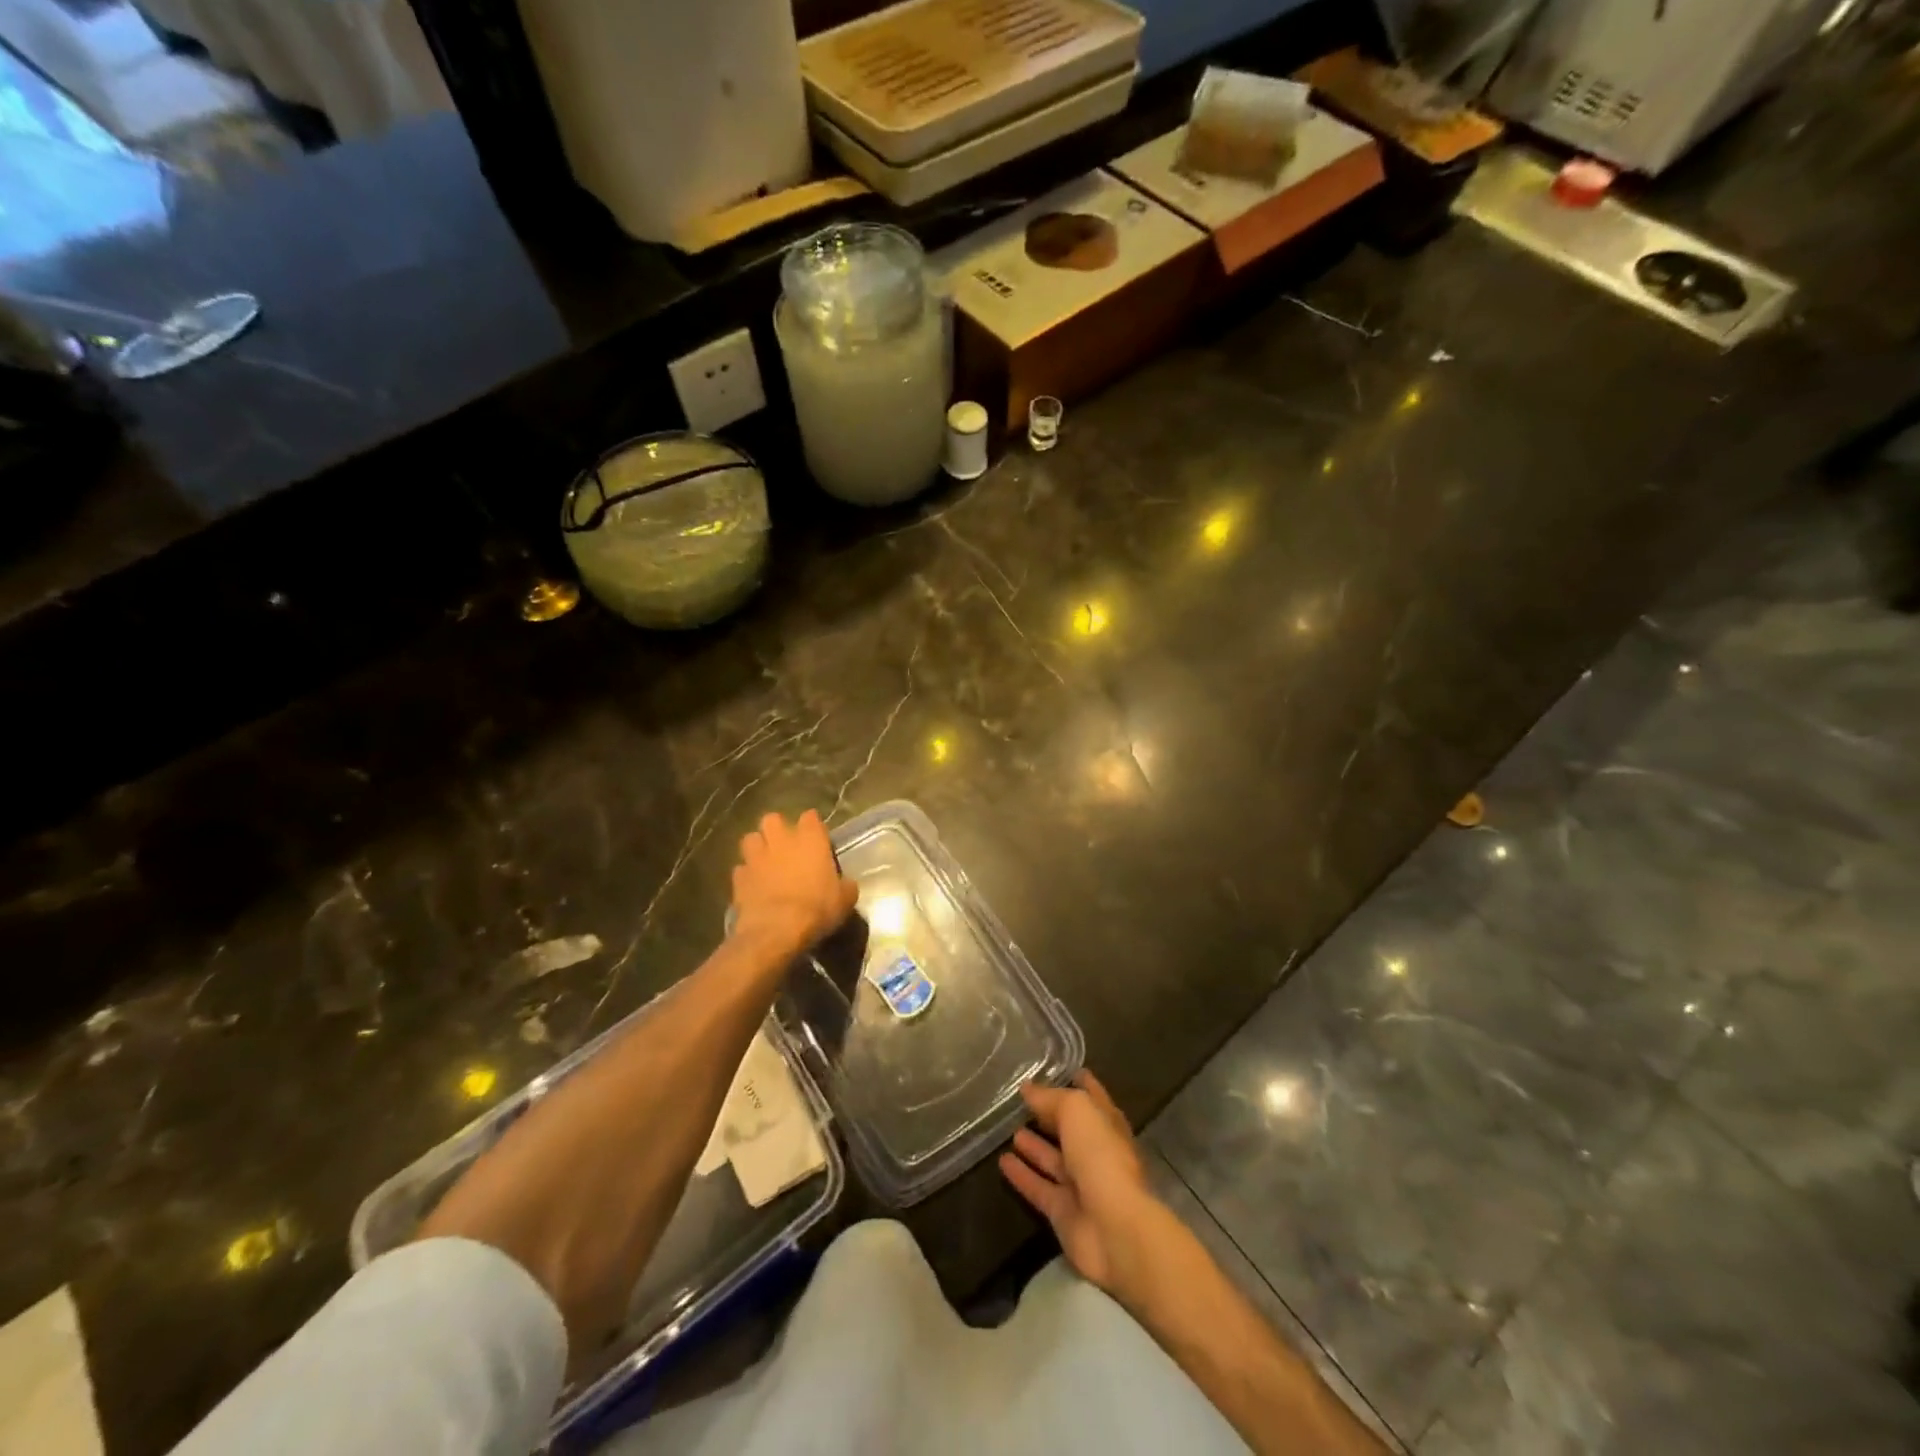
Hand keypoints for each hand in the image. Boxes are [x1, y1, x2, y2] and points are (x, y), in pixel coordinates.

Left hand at [730, 811, 858, 961]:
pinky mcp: (739, 877)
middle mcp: (781, 840)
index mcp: (810, 839)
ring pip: (751, 839)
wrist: (777, 930)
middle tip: (786, 846)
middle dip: (777, 829)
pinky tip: (753, 885)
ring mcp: (756, 857)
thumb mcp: (845, 899)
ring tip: (765, 861)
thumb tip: (845, 884)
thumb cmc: (817, 909)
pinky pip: (741, 868)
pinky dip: (747, 874)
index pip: (811, 817)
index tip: (817, 839)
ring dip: (758, 847)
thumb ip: (844, 885)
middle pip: (773, 819)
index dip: (813, 827)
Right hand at [999, 1071, 1159, 1295]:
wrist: (1114, 1229)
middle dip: (1052, 1117)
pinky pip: (1039, 1188)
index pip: (1093, 1098)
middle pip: (1071, 1130)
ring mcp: (1081, 1185)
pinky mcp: (1063, 1213)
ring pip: (1054, 1160)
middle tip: (1023, 1102)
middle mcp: (1096, 1153)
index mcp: (1108, 1126)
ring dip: (1035, 1146)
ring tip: (1010, 1130)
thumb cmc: (1101, 1157)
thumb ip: (1052, 1099)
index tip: (1065, 1070)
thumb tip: (1028, 1089)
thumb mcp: (1077, 1112)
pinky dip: (1022, 1176)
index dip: (1081, 1084)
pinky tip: (1002, 1162)